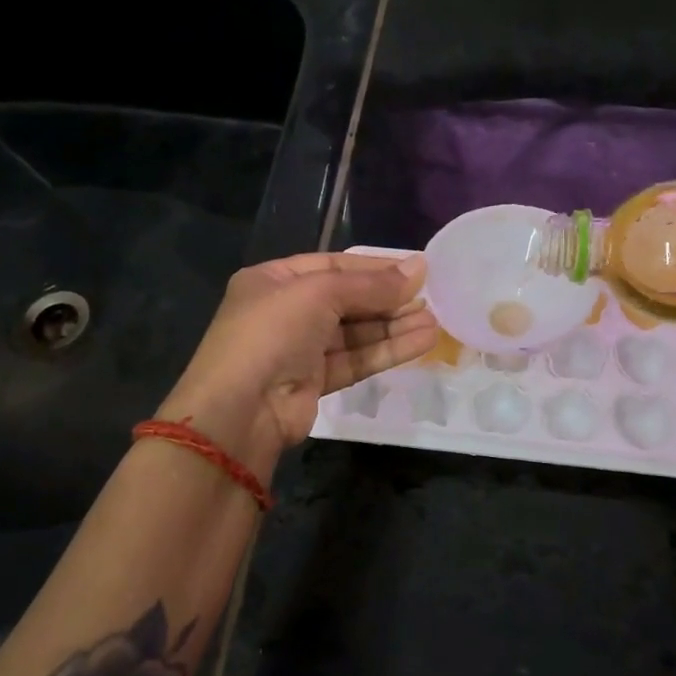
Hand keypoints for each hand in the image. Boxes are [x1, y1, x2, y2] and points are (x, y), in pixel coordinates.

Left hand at [157, 253, 437, 470]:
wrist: (239, 411)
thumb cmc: (272, 333)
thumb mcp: (319, 294)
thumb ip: (371, 284)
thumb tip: (419, 268)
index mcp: (274, 280)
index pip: (334, 265)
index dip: (376, 267)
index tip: (417, 270)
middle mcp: (285, 311)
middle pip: (348, 299)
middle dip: (389, 299)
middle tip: (432, 297)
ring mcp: (299, 349)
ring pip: (355, 332)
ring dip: (394, 326)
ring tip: (436, 321)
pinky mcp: (314, 381)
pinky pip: (356, 359)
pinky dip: (387, 350)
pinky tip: (422, 342)